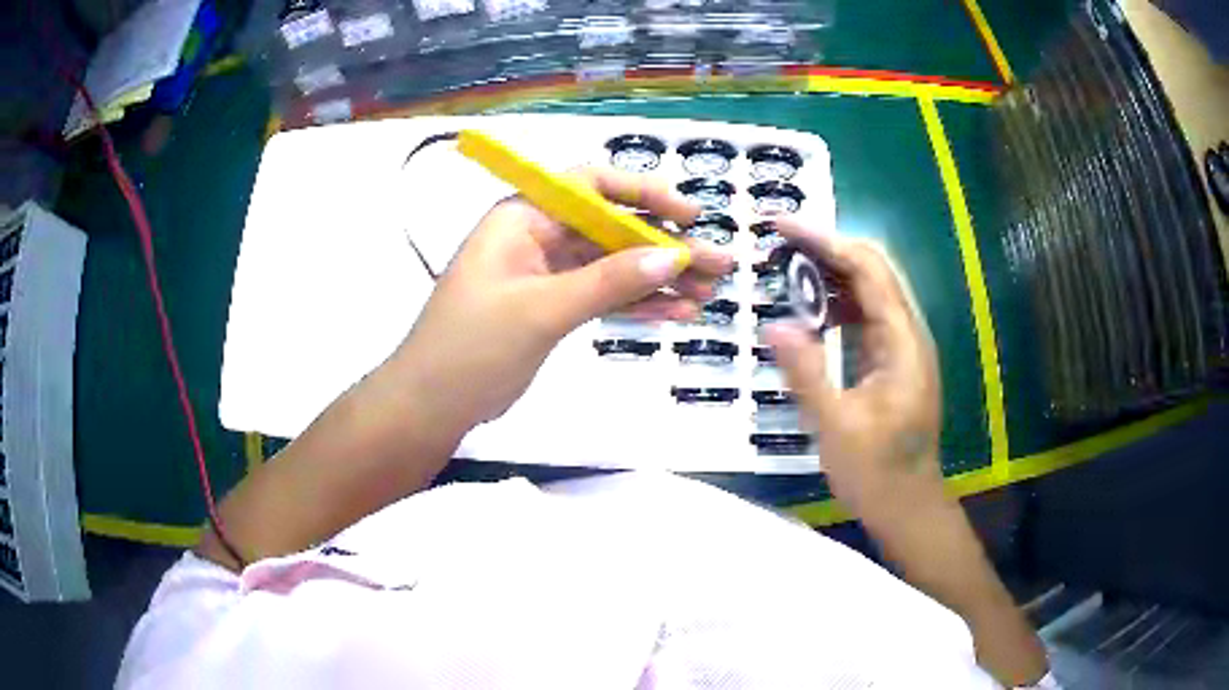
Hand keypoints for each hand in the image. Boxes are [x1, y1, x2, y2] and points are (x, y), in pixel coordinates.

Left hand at [394, 167, 733, 434]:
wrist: (432, 404)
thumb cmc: (472, 346)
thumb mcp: (541, 310)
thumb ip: (607, 282)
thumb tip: (672, 257)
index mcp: (524, 217)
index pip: (591, 185)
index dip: (644, 194)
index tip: (690, 216)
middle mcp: (538, 236)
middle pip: (612, 229)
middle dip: (665, 247)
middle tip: (719, 264)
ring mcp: (548, 274)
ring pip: (614, 266)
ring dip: (660, 279)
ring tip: (710, 293)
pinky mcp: (553, 308)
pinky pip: (603, 297)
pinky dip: (638, 305)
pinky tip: (677, 314)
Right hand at [763, 217, 943, 518]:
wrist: (909, 507)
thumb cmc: (877, 474)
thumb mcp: (837, 428)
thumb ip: (807, 373)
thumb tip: (774, 325)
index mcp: (903, 342)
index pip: (868, 269)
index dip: (826, 240)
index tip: (782, 227)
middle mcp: (907, 334)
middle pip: (872, 270)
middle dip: (827, 248)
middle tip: (778, 241)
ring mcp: (902, 347)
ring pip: (868, 291)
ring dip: (830, 273)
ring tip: (785, 267)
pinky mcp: (892, 362)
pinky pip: (864, 318)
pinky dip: (835, 304)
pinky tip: (807, 310)